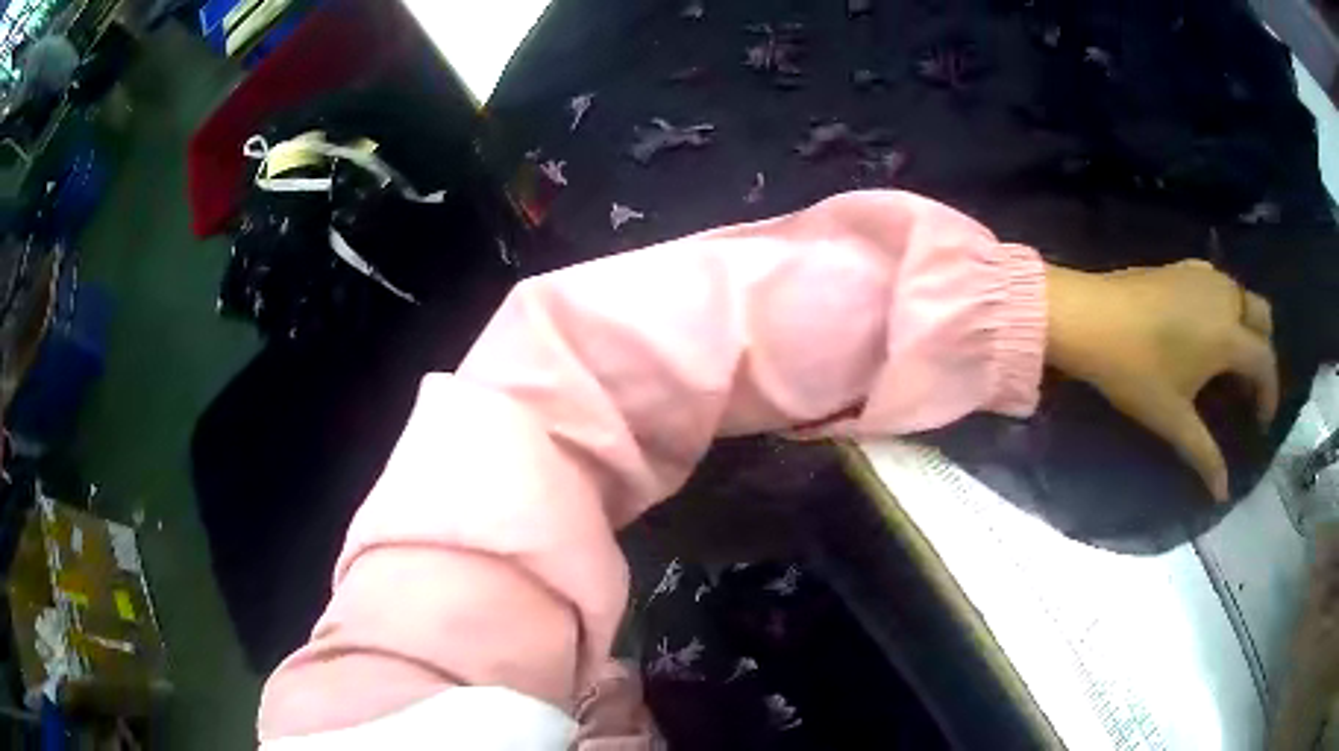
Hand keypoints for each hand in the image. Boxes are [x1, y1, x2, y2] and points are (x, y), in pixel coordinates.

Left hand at [1045, 260, 1277, 500]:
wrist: (1088, 315)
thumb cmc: (1135, 370)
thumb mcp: (1173, 419)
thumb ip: (1204, 455)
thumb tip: (1223, 493)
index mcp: (1229, 333)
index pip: (1265, 362)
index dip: (1269, 394)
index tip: (1261, 423)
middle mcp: (1224, 296)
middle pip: (1263, 317)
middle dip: (1264, 352)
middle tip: (1248, 389)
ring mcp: (1202, 273)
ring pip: (1242, 296)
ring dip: (1246, 328)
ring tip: (1229, 367)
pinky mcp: (1182, 265)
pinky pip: (1219, 284)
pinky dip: (1227, 307)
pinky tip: (1207, 333)